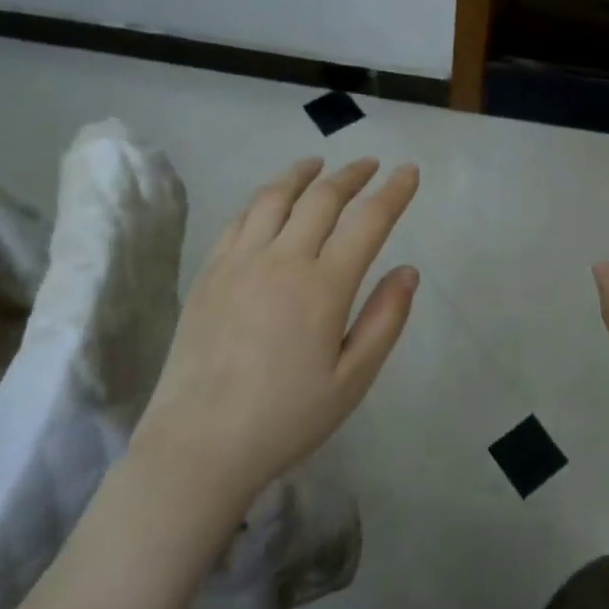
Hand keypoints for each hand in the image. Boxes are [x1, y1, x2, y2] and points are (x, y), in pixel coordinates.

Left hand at [135, 156, 420, 509]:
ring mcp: (239, 262)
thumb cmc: (286, 418)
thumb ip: (384, 320)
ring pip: (274, 197)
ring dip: (302, 174)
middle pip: (322, 198)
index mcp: (324, 287)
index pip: (368, 222)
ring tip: (318, 164)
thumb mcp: (351, 380)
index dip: (393, 192)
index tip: (409, 171)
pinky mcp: (210, 273)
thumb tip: (408, 271)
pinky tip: (270, 199)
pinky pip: (239, 219)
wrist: (198, 444)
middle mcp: (282, 260)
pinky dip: (263, 198)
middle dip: (352, 175)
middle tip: (369, 165)